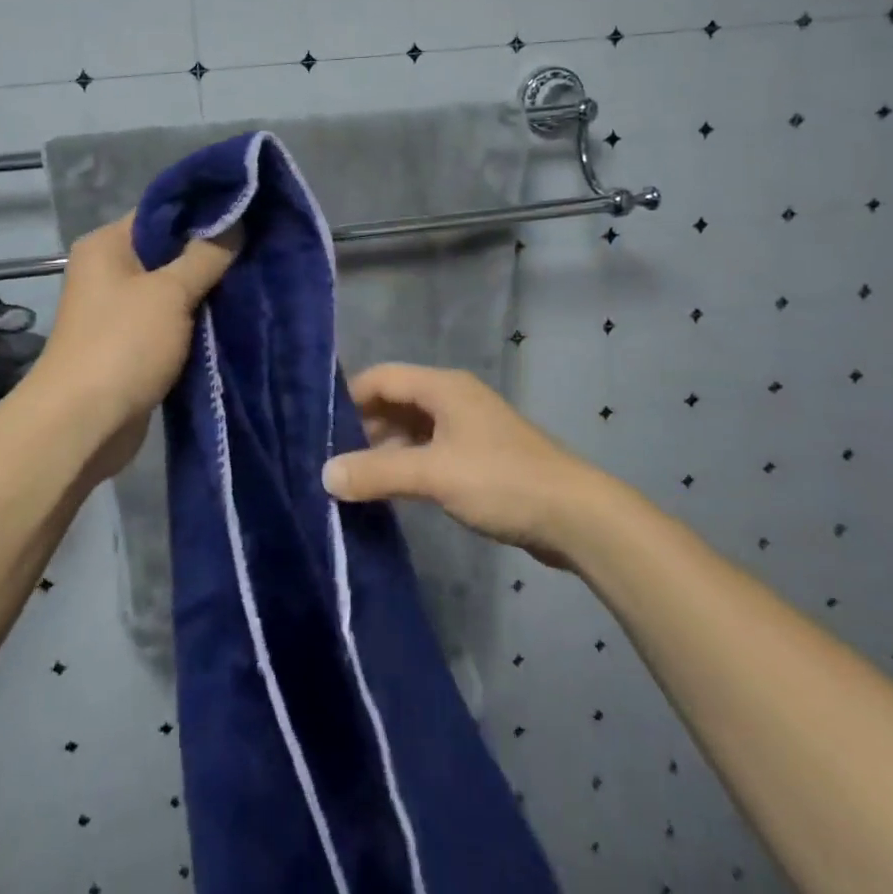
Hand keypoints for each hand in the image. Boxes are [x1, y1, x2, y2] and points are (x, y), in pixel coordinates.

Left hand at [28, 215, 237, 476]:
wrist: (83, 425)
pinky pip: (171, 321)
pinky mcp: (132, 345)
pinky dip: (196, 321)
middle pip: (169, 250)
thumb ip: (205, 255)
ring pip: (172, 289)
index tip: (248, 211)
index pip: (161, 211)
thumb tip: (234, 221)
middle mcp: (109, 271)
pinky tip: (232, 316)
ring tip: (254, 279)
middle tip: (257, 248)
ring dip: (206, 290)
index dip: (203, 210)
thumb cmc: (123, 344)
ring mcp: (119, 310)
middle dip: (211, 253)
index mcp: (108, 245)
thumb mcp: (170, 292)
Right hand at [322, 363, 597, 567]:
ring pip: (412, 428)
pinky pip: (430, 450)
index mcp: (442, 387)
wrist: (574, 515)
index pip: (382, 377)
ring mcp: (467, 427)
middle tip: (331, 458)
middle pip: (395, 401)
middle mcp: (452, 398)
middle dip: (363, 426)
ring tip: (353, 478)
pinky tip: (391, 490)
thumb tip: (325, 474)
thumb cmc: (501, 481)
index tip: (318, 427)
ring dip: (384, 448)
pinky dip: (407, 463)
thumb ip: (377, 473)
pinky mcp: (478, 456)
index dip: (348, 398)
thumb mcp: (433, 475)